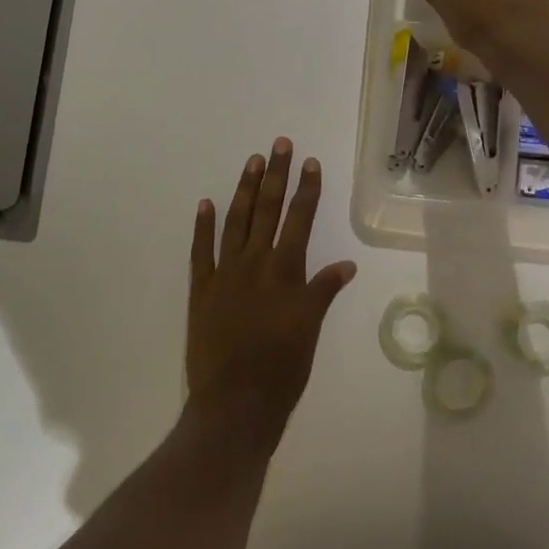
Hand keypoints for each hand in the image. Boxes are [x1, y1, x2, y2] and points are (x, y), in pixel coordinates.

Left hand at [186, 140, 357, 451]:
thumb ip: (324, 291)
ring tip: (251, 162)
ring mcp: (225, 274)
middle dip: (275, 175)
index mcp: (286, 271)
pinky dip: (203, 226)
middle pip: (267, 210)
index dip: (307, 189)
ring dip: (244, 190)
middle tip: (279, 145)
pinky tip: (205, 203)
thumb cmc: (282, 370)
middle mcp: (255, 263)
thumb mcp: (310, 329)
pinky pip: (201, 251)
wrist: (235, 403)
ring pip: (236, 222)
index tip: (310, 162)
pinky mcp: (201, 290)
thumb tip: (347, 263)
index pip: (300, 219)